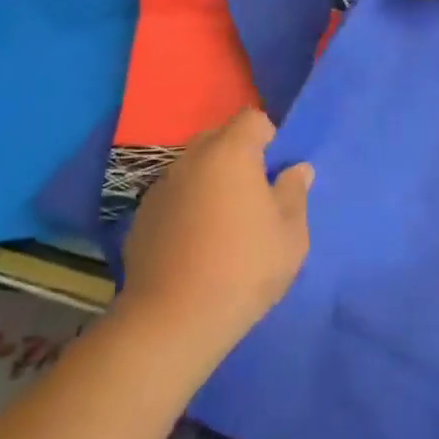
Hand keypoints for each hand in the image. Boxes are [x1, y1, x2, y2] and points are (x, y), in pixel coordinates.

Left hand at [118, 109, 313, 361]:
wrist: (174, 319)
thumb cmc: (245, 268)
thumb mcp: (291, 234)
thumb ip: (295, 193)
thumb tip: (296, 169)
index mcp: (230, 154)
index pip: (252, 118)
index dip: (269, 136)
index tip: (277, 170)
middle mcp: (191, 160)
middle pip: (218, 137)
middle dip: (238, 155)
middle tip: (255, 194)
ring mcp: (161, 188)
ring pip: (193, 167)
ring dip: (211, 180)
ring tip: (225, 221)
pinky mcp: (142, 217)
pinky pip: (174, 195)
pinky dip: (188, 205)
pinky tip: (196, 242)